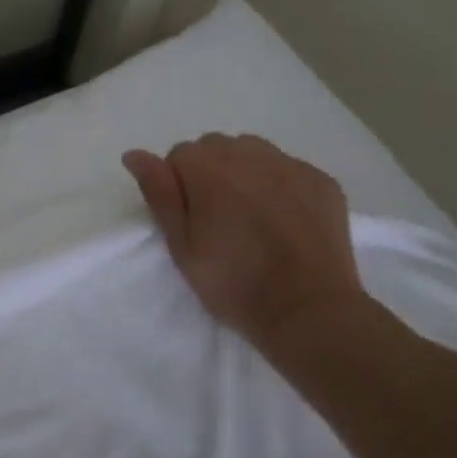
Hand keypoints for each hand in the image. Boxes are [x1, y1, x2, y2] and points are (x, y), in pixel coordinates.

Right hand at [123, 134, 376, 355]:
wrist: (308, 310)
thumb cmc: (234, 283)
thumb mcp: (182, 246)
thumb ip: (159, 193)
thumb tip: (134, 154)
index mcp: (208, 168)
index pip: (179, 155)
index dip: (179, 185)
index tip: (190, 219)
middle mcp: (250, 154)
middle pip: (216, 147)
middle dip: (210, 173)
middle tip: (218, 219)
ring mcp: (291, 164)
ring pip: (254, 153)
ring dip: (245, 172)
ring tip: (252, 215)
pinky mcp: (322, 180)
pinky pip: (288, 169)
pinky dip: (280, 185)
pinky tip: (284, 220)